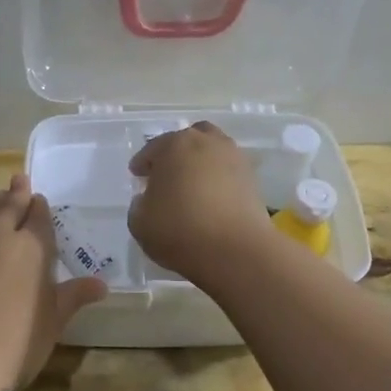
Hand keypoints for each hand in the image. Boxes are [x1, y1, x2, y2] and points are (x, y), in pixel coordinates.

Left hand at [0, 173, 107, 390]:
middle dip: (15, 195)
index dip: (39, 208)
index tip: (38, 199)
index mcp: (32, 249)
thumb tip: (100, 284)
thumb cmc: (18, 341)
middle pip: (7, 209)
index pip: (39, 219)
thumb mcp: (53, 321)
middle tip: (17, 180)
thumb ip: (73, 297)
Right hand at [127, 122, 270, 284]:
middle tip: (166, 175)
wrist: (236, 250)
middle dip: (175, 154)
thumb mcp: (139, 222)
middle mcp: (206, 142)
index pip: (152, 149)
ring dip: (200, 164)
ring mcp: (234, 158)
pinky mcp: (253, 179)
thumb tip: (148, 199)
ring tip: (191, 187)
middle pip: (187, 141)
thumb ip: (139, 205)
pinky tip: (210, 200)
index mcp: (174, 145)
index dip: (142, 163)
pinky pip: (228, 173)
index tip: (137, 175)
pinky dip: (218, 180)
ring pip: (212, 153)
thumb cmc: (179, 230)